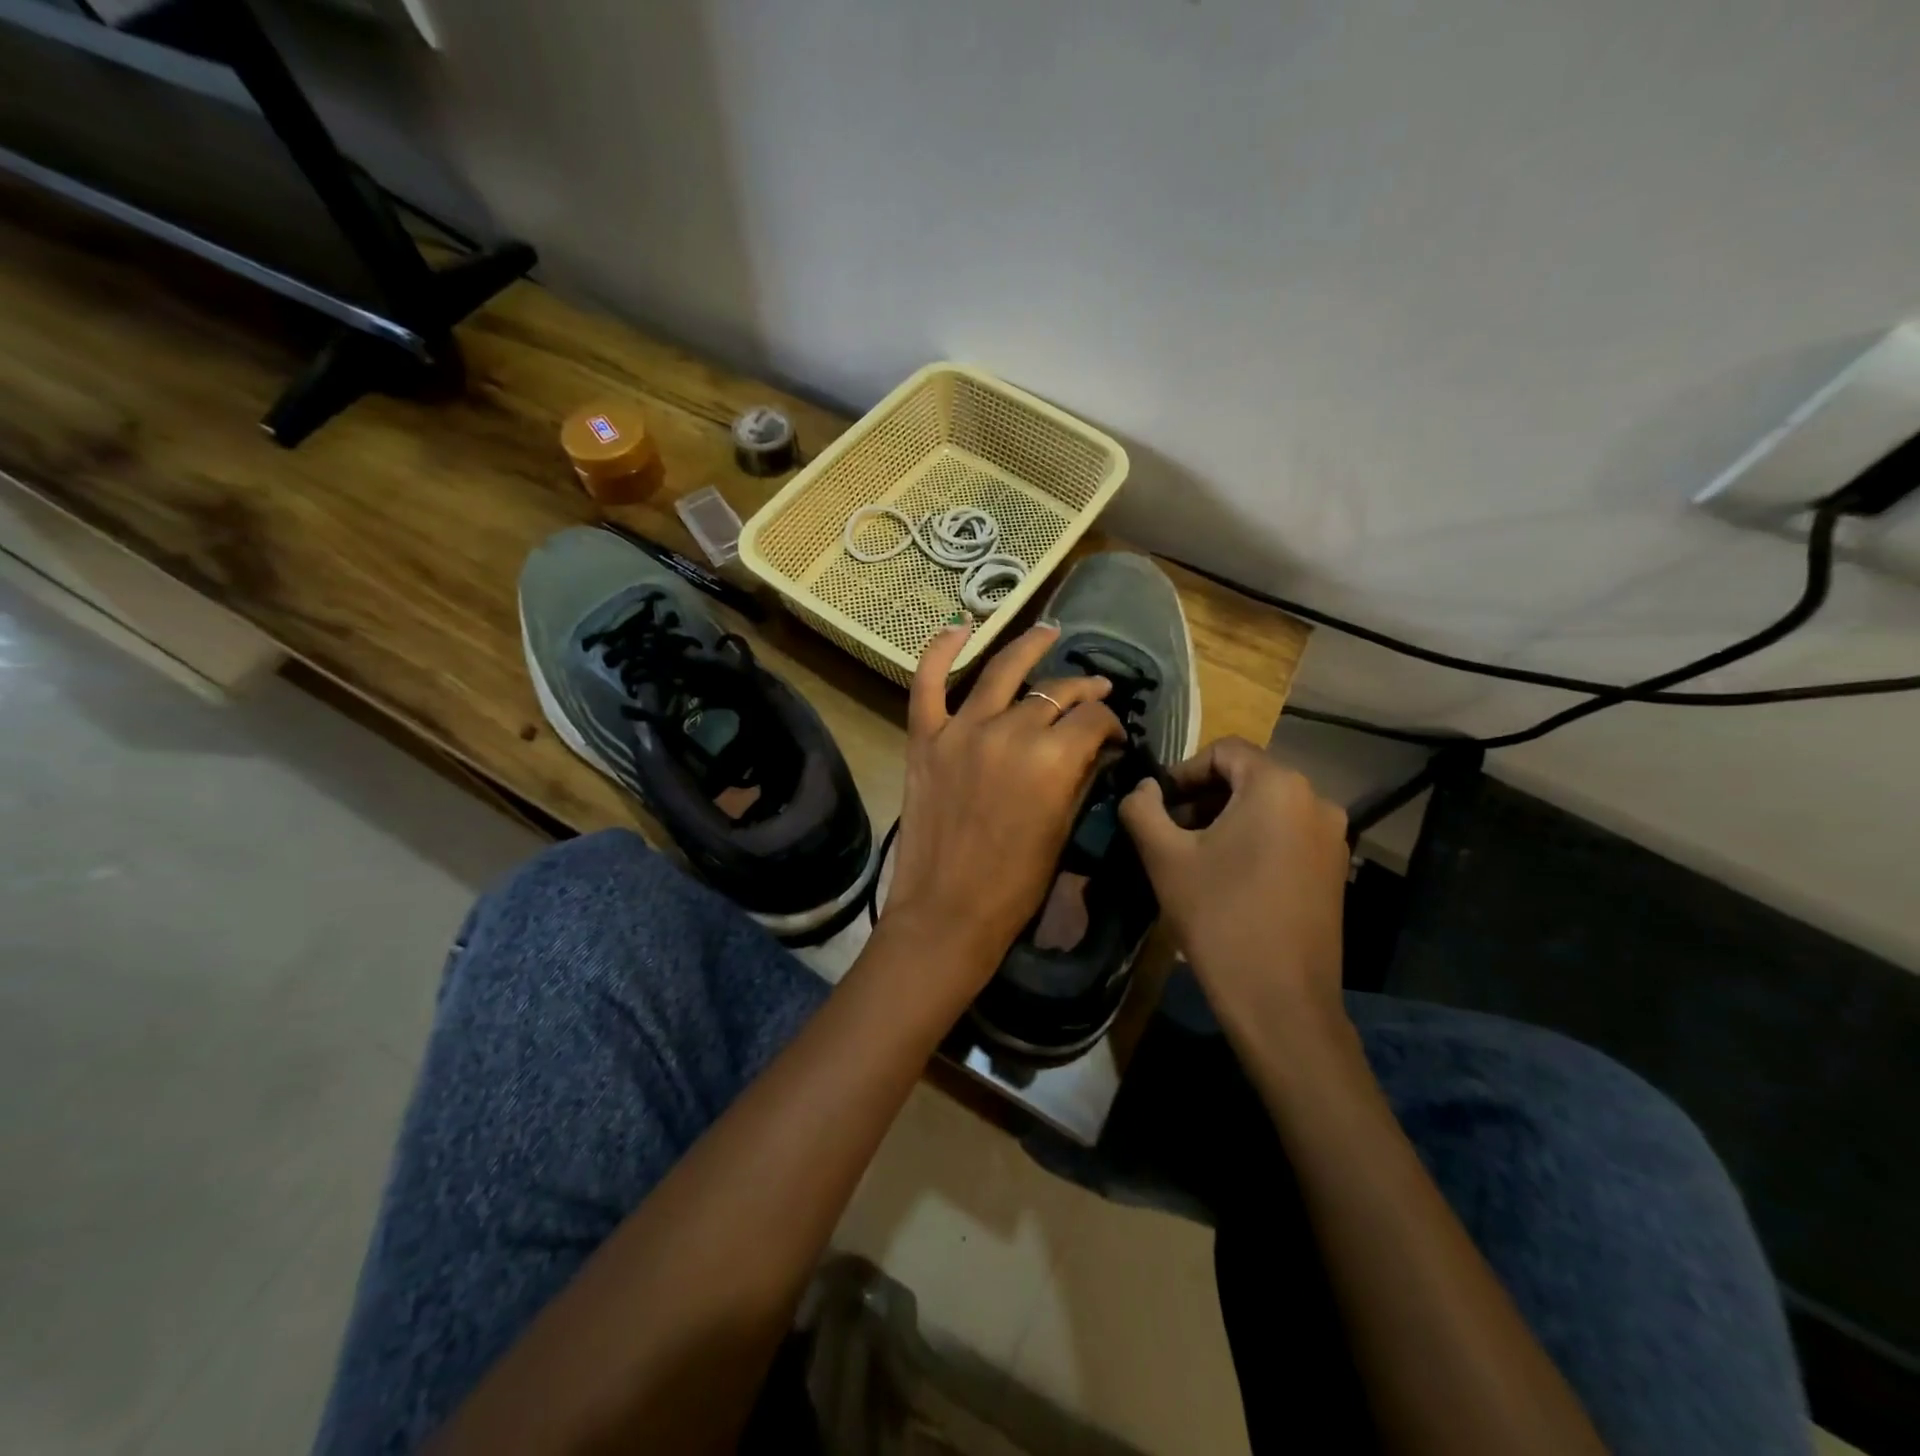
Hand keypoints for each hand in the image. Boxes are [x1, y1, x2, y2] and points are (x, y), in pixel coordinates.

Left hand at [881, 622, 1123, 992]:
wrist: (947, 911)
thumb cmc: (1015, 884)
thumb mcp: (1064, 829)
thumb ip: (1081, 776)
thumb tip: (1096, 745)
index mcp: (1052, 760)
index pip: (1092, 719)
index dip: (1110, 723)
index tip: (1114, 736)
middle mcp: (1009, 731)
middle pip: (1054, 693)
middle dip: (1082, 691)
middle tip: (1094, 691)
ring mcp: (962, 730)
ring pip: (1002, 672)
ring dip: (1029, 647)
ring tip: (1049, 632)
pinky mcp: (925, 738)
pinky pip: (927, 682)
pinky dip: (940, 650)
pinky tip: (960, 627)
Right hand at [1119, 737, 1348, 1032]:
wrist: (1280, 1002)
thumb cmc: (1219, 917)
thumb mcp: (1165, 857)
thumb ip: (1143, 808)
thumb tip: (1141, 788)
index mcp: (1278, 785)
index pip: (1224, 751)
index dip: (1182, 771)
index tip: (1156, 806)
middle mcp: (1316, 800)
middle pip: (1247, 777)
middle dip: (1202, 797)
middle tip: (1168, 832)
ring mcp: (1331, 837)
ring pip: (1267, 807)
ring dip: (1225, 819)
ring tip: (1193, 856)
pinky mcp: (1335, 870)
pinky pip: (1286, 834)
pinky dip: (1253, 840)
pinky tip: (1228, 877)